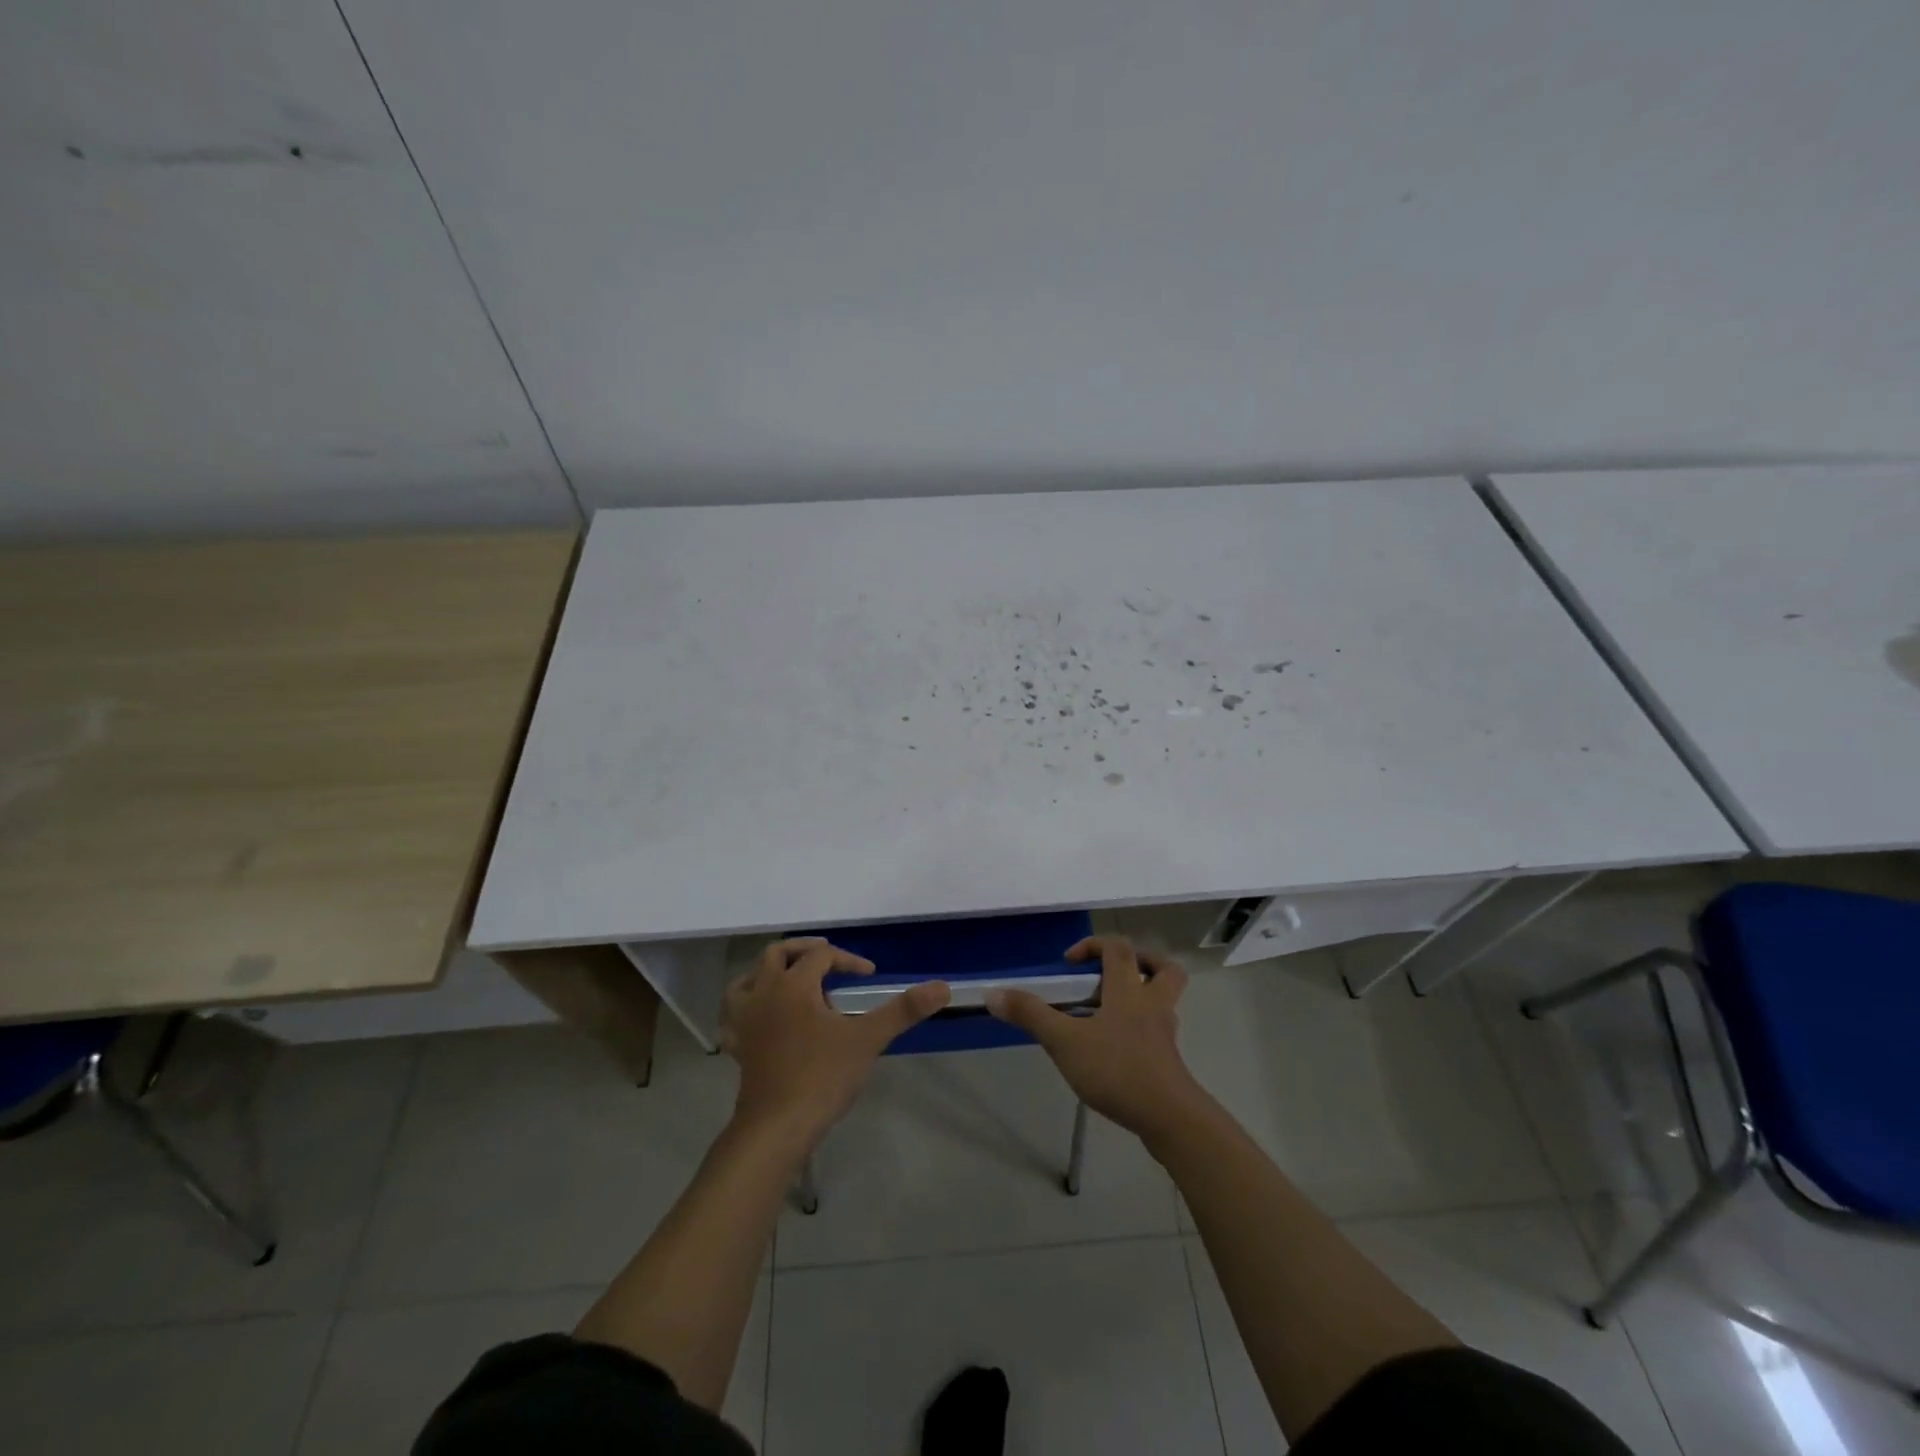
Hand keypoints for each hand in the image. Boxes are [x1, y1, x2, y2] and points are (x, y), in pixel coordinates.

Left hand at [720, 938, 948, 1149]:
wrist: (775, 1128)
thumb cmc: (821, 1077)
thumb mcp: (867, 1039)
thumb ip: (903, 1010)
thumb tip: (943, 987)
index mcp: (793, 984)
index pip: (821, 956)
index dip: (847, 960)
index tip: (869, 977)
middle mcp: (764, 993)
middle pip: (778, 954)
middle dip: (805, 952)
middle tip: (829, 962)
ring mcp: (745, 1020)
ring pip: (748, 978)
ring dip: (769, 972)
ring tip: (791, 979)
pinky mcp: (737, 1046)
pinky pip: (733, 1015)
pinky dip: (746, 1007)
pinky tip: (759, 1017)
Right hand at [986, 935, 1204, 1139]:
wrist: (1168, 1117)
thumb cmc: (1116, 1068)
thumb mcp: (1064, 1041)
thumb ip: (1030, 1015)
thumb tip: (992, 993)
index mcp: (1128, 990)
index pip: (1118, 948)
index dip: (1093, 945)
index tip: (1070, 963)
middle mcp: (1152, 1004)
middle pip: (1163, 969)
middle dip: (1141, 962)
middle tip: (1113, 975)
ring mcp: (1164, 1033)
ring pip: (1165, 1001)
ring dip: (1144, 996)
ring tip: (1113, 1011)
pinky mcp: (1168, 1061)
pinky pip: (1159, 1032)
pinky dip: (1142, 1030)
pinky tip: (1117, 1049)